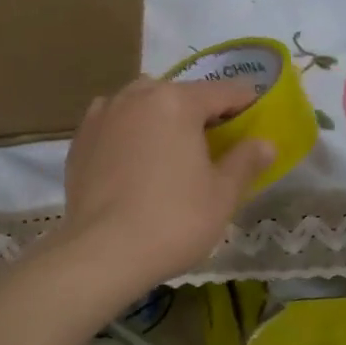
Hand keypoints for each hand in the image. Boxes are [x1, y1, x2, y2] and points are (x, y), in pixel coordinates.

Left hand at [61, 77, 273, 296]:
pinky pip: (113, 124)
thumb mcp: (222, 194)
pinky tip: (134, 159)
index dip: (244, 104)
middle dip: (199, 111)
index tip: (256, 118)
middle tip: (214, 142)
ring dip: (159, 116)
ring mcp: (103, 115)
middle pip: (178, 94)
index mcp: (176, 102)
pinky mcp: (80, 139)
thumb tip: (265, 143)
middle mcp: (136, 96)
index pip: (222, 92)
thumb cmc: (173, 220)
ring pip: (141, 104)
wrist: (102, 252)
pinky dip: (128, 132)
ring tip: (170, 148)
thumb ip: (245, 161)